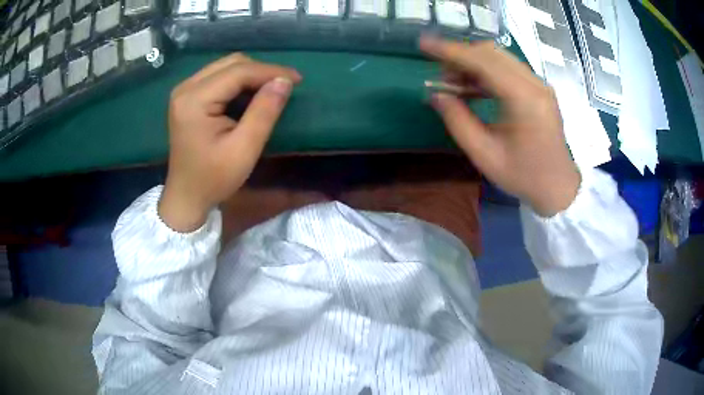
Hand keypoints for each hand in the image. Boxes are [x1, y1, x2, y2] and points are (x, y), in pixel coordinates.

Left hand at [159, 54, 301, 231]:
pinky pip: (218, 76)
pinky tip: (251, 94)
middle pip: (231, 63)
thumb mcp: (244, 149)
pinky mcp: (187, 96)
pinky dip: (239, 81)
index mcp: (194, 100)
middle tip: (285, 86)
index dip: (270, 71)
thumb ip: (264, 112)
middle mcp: (186, 88)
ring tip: (271, 89)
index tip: (297, 79)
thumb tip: (284, 81)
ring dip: (251, 74)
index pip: (238, 72)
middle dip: (261, 71)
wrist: (186, 196)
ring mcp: (184, 90)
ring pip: (225, 66)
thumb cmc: (213, 179)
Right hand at [420, 37, 580, 216]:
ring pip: (500, 57)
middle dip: (460, 56)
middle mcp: (535, 84)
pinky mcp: (540, 89)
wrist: (558, 187)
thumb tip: (435, 95)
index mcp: (524, 100)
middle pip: (491, 53)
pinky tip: (474, 86)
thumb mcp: (485, 155)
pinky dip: (487, 71)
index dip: (450, 51)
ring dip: (473, 63)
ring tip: (454, 82)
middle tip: (440, 75)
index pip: (482, 61)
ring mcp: (540, 85)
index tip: (424, 45)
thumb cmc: (524, 177)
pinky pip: (509, 68)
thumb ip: (457, 121)